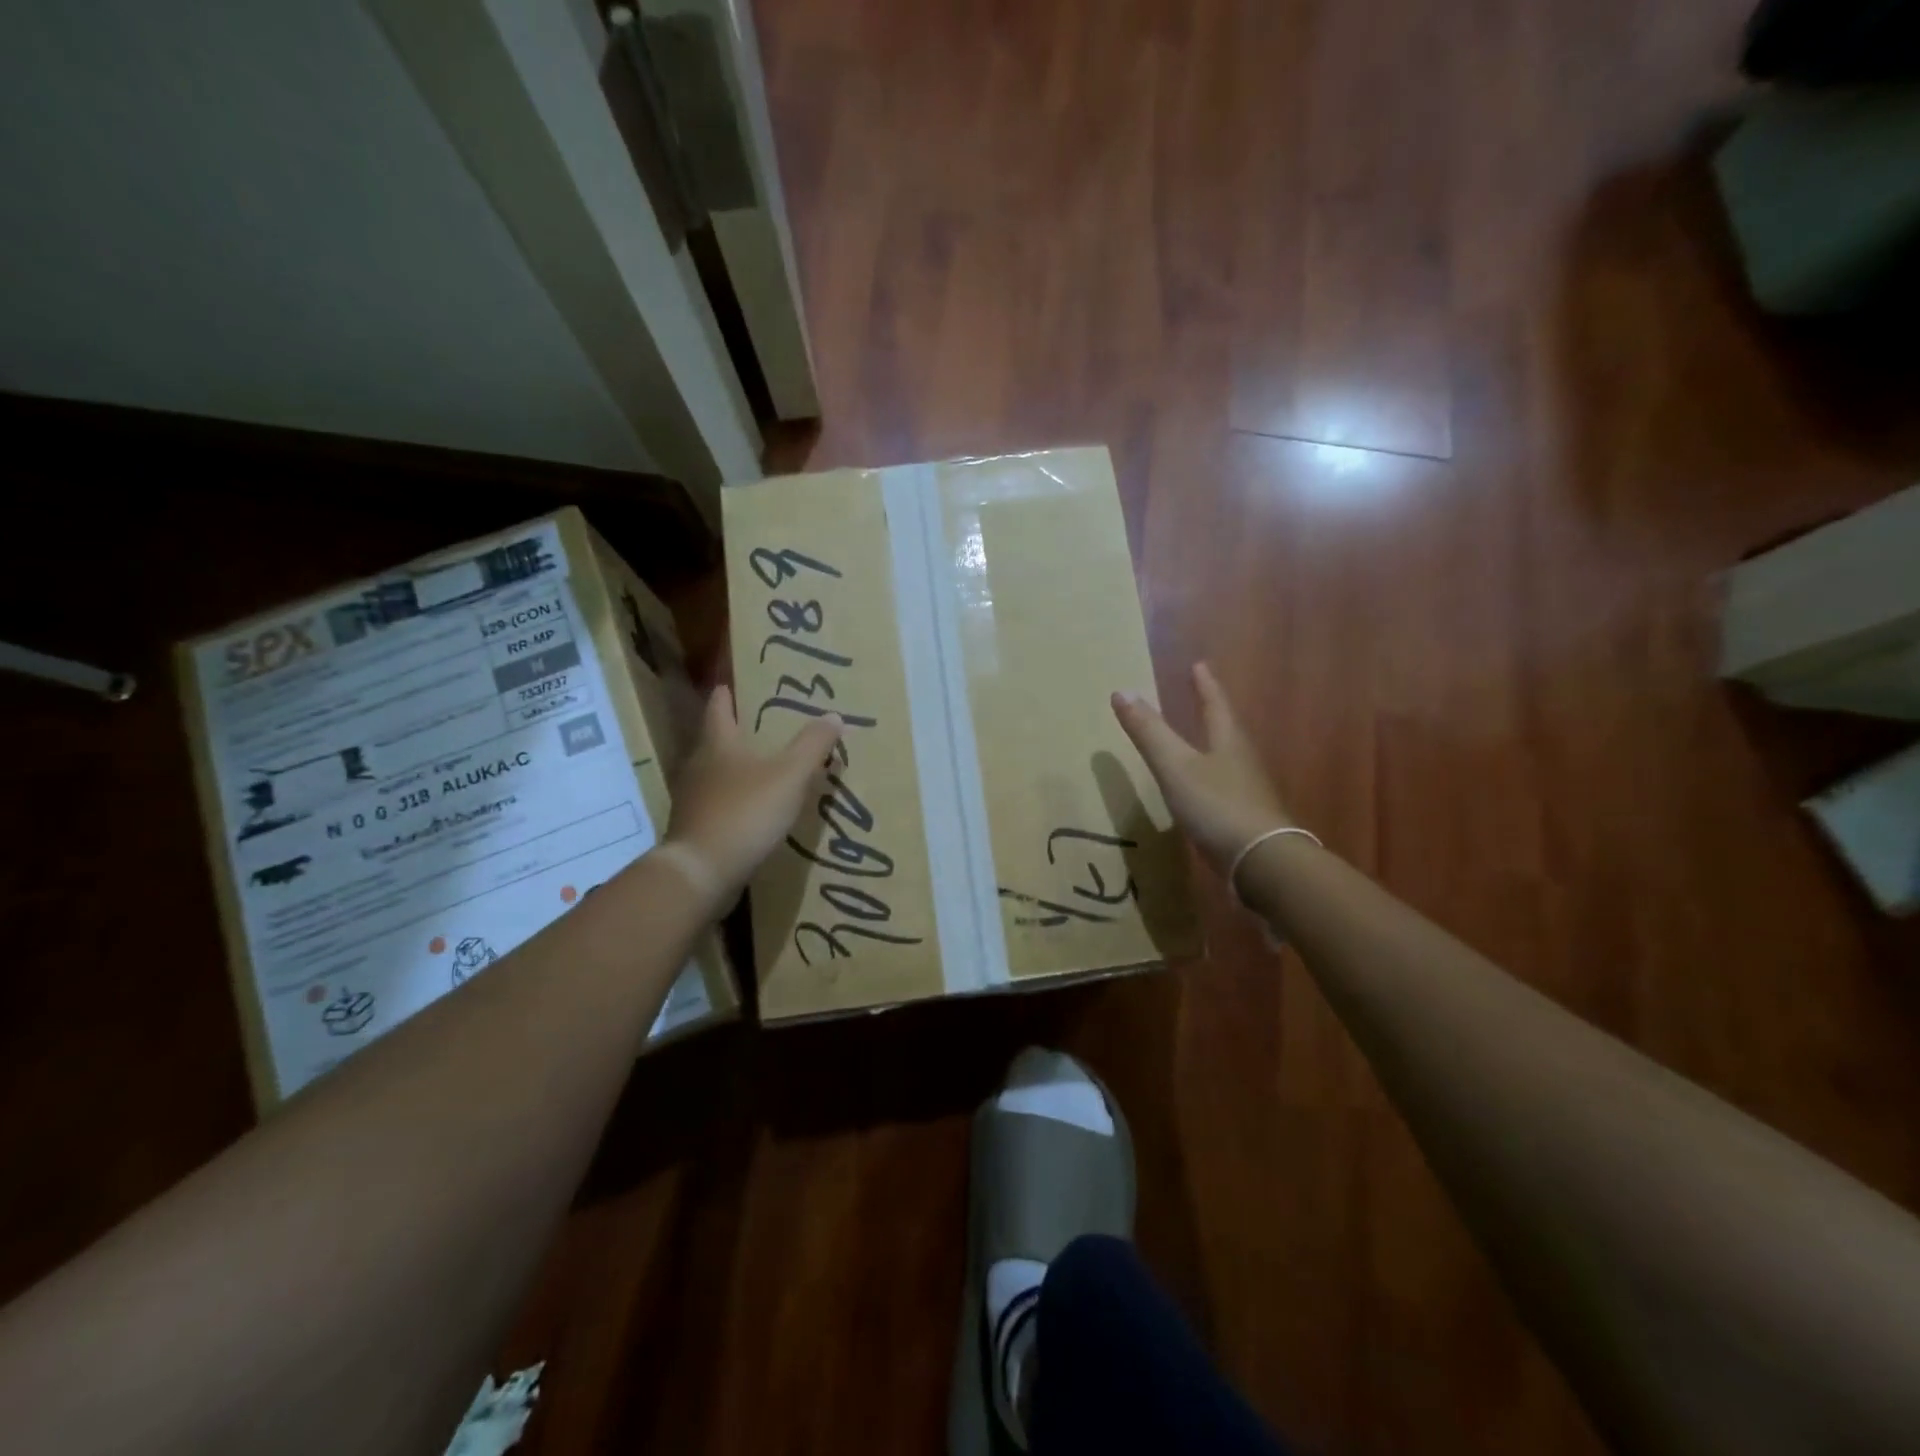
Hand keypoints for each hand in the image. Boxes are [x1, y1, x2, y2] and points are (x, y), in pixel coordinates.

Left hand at [663, 686, 842, 901]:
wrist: (701, 873)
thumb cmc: (745, 813)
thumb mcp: (790, 775)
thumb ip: (812, 745)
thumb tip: (834, 716)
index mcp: (718, 743)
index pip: (719, 705)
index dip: (728, 692)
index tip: (736, 682)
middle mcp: (699, 765)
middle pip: (717, 739)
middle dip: (740, 731)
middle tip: (768, 726)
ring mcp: (693, 799)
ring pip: (717, 773)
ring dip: (739, 768)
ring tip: (768, 769)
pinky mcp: (696, 828)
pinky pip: (719, 804)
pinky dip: (736, 801)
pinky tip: (756, 811)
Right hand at [1111, 662, 1295, 877]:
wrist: (1262, 862)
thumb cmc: (1216, 805)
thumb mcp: (1175, 766)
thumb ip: (1149, 732)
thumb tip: (1121, 690)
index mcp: (1227, 741)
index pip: (1215, 705)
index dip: (1205, 685)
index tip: (1200, 666)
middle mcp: (1242, 761)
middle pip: (1227, 729)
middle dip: (1213, 711)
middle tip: (1202, 695)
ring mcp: (1248, 791)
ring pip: (1229, 758)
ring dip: (1215, 744)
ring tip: (1202, 739)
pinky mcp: (1247, 818)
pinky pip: (1227, 787)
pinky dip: (1213, 778)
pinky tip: (1204, 791)